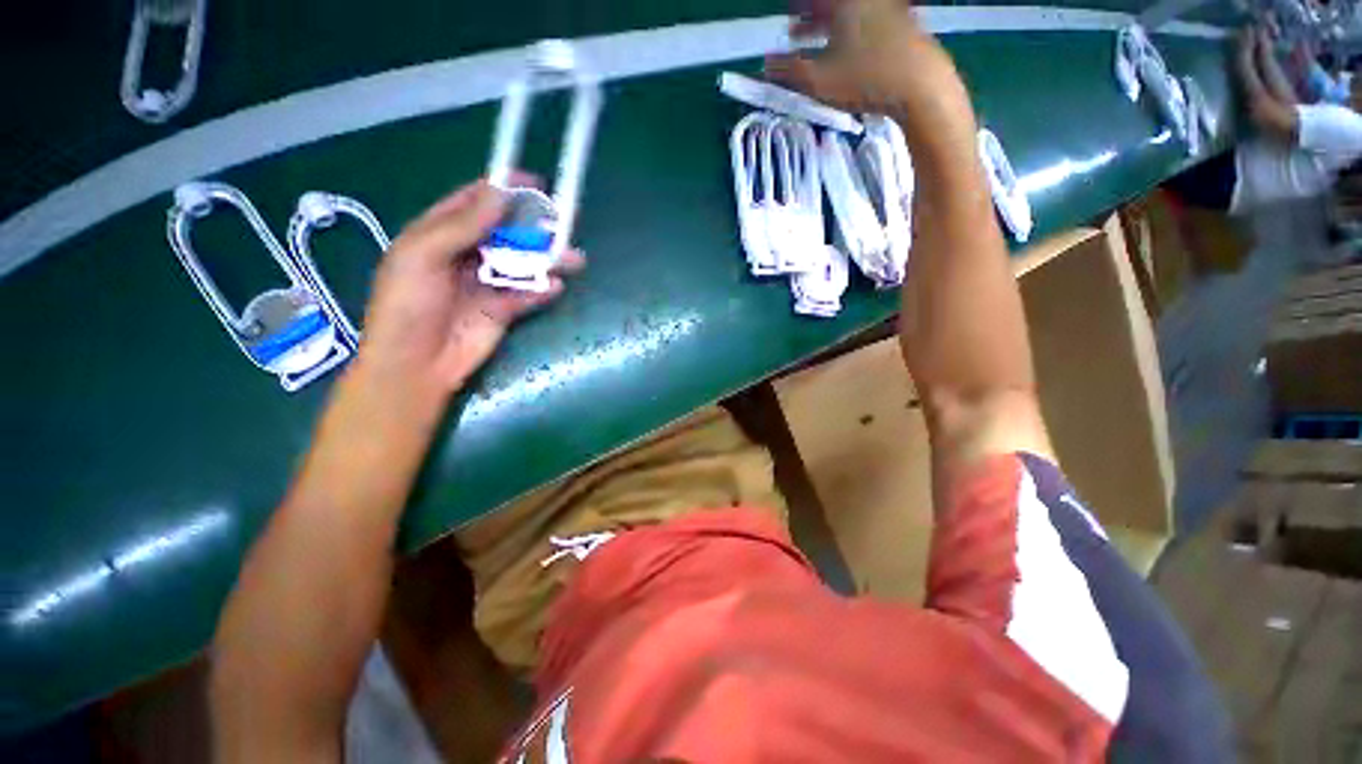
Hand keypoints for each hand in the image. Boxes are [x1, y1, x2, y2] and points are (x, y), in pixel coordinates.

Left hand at [357, 178, 583, 402]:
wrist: (416, 364)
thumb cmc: (408, 305)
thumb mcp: (424, 256)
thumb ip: (462, 225)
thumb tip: (500, 194)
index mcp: (438, 234)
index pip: (474, 202)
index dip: (502, 190)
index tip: (533, 183)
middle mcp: (465, 255)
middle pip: (506, 233)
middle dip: (533, 226)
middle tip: (563, 222)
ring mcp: (486, 284)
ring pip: (522, 264)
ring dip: (547, 260)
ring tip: (573, 258)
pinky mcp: (503, 310)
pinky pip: (527, 295)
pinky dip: (542, 290)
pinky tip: (555, 287)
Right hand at [764, 0, 973, 140]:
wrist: (921, 84)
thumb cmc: (865, 78)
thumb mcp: (819, 80)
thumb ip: (788, 72)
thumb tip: (765, 65)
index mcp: (843, 1)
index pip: (812, 0)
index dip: (797, 8)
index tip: (786, 18)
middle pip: (831, 3)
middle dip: (809, 16)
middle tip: (793, 31)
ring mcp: (886, 8)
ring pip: (848, 11)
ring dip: (826, 25)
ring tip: (810, 43)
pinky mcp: (900, 23)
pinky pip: (866, 19)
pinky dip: (847, 30)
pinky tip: (842, 53)